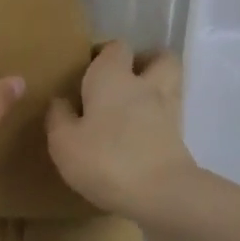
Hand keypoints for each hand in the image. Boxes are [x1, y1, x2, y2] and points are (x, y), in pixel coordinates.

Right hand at [46, 40, 197, 219]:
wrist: (160, 193)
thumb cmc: (106, 159)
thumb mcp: (64, 143)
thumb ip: (59, 117)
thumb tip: (61, 101)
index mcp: (113, 77)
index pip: (116, 47)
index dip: (104, 53)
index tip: (89, 69)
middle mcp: (146, 84)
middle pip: (159, 57)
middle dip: (145, 62)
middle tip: (124, 80)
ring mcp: (168, 109)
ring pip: (170, 84)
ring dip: (156, 88)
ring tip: (133, 108)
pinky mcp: (180, 137)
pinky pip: (170, 116)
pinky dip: (159, 119)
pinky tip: (141, 135)